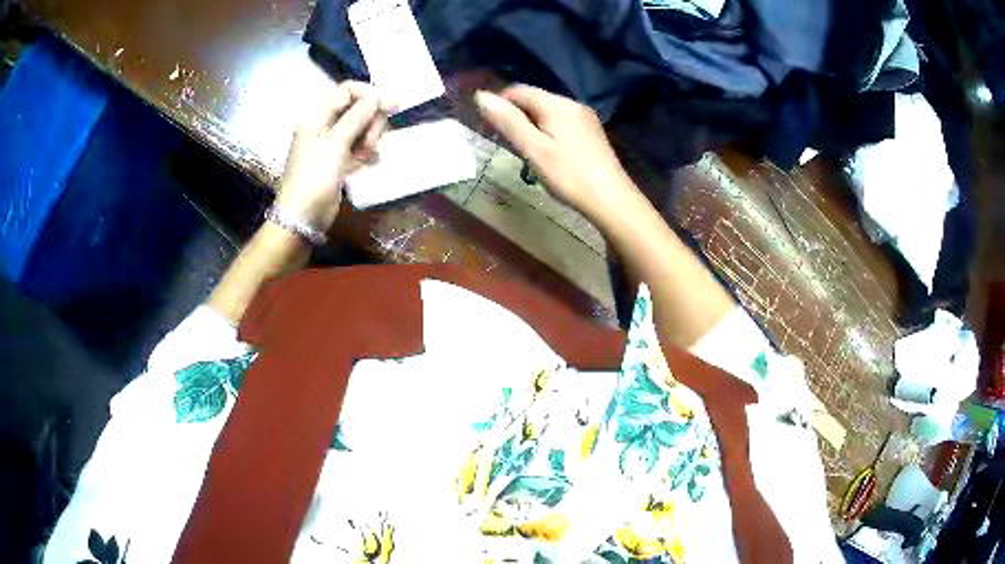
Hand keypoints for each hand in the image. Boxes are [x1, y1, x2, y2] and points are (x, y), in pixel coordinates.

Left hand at [276, 80, 390, 230]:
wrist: (302, 217)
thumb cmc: (315, 177)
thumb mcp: (336, 143)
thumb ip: (358, 117)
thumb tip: (378, 95)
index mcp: (318, 116)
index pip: (348, 90)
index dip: (369, 95)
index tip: (390, 107)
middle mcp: (324, 126)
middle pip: (358, 108)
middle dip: (371, 121)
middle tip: (371, 142)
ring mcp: (331, 144)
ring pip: (361, 128)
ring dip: (370, 138)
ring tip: (366, 156)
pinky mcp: (338, 161)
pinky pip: (358, 147)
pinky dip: (365, 152)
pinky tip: (367, 163)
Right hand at [473, 85, 636, 222]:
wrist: (611, 200)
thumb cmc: (569, 176)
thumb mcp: (533, 149)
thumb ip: (508, 121)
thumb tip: (481, 96)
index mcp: (557, 105)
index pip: (518, 90)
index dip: (498, 104)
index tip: (488, 129)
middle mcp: (572, 104)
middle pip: (534, 99)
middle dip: (514, 115)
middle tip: (503, 142)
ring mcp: (585, 117)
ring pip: (547, 111)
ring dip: (529, 123)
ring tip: (523, 149)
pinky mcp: (591, 132)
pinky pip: (560, 121)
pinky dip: (546, 130)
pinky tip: (546, 151)